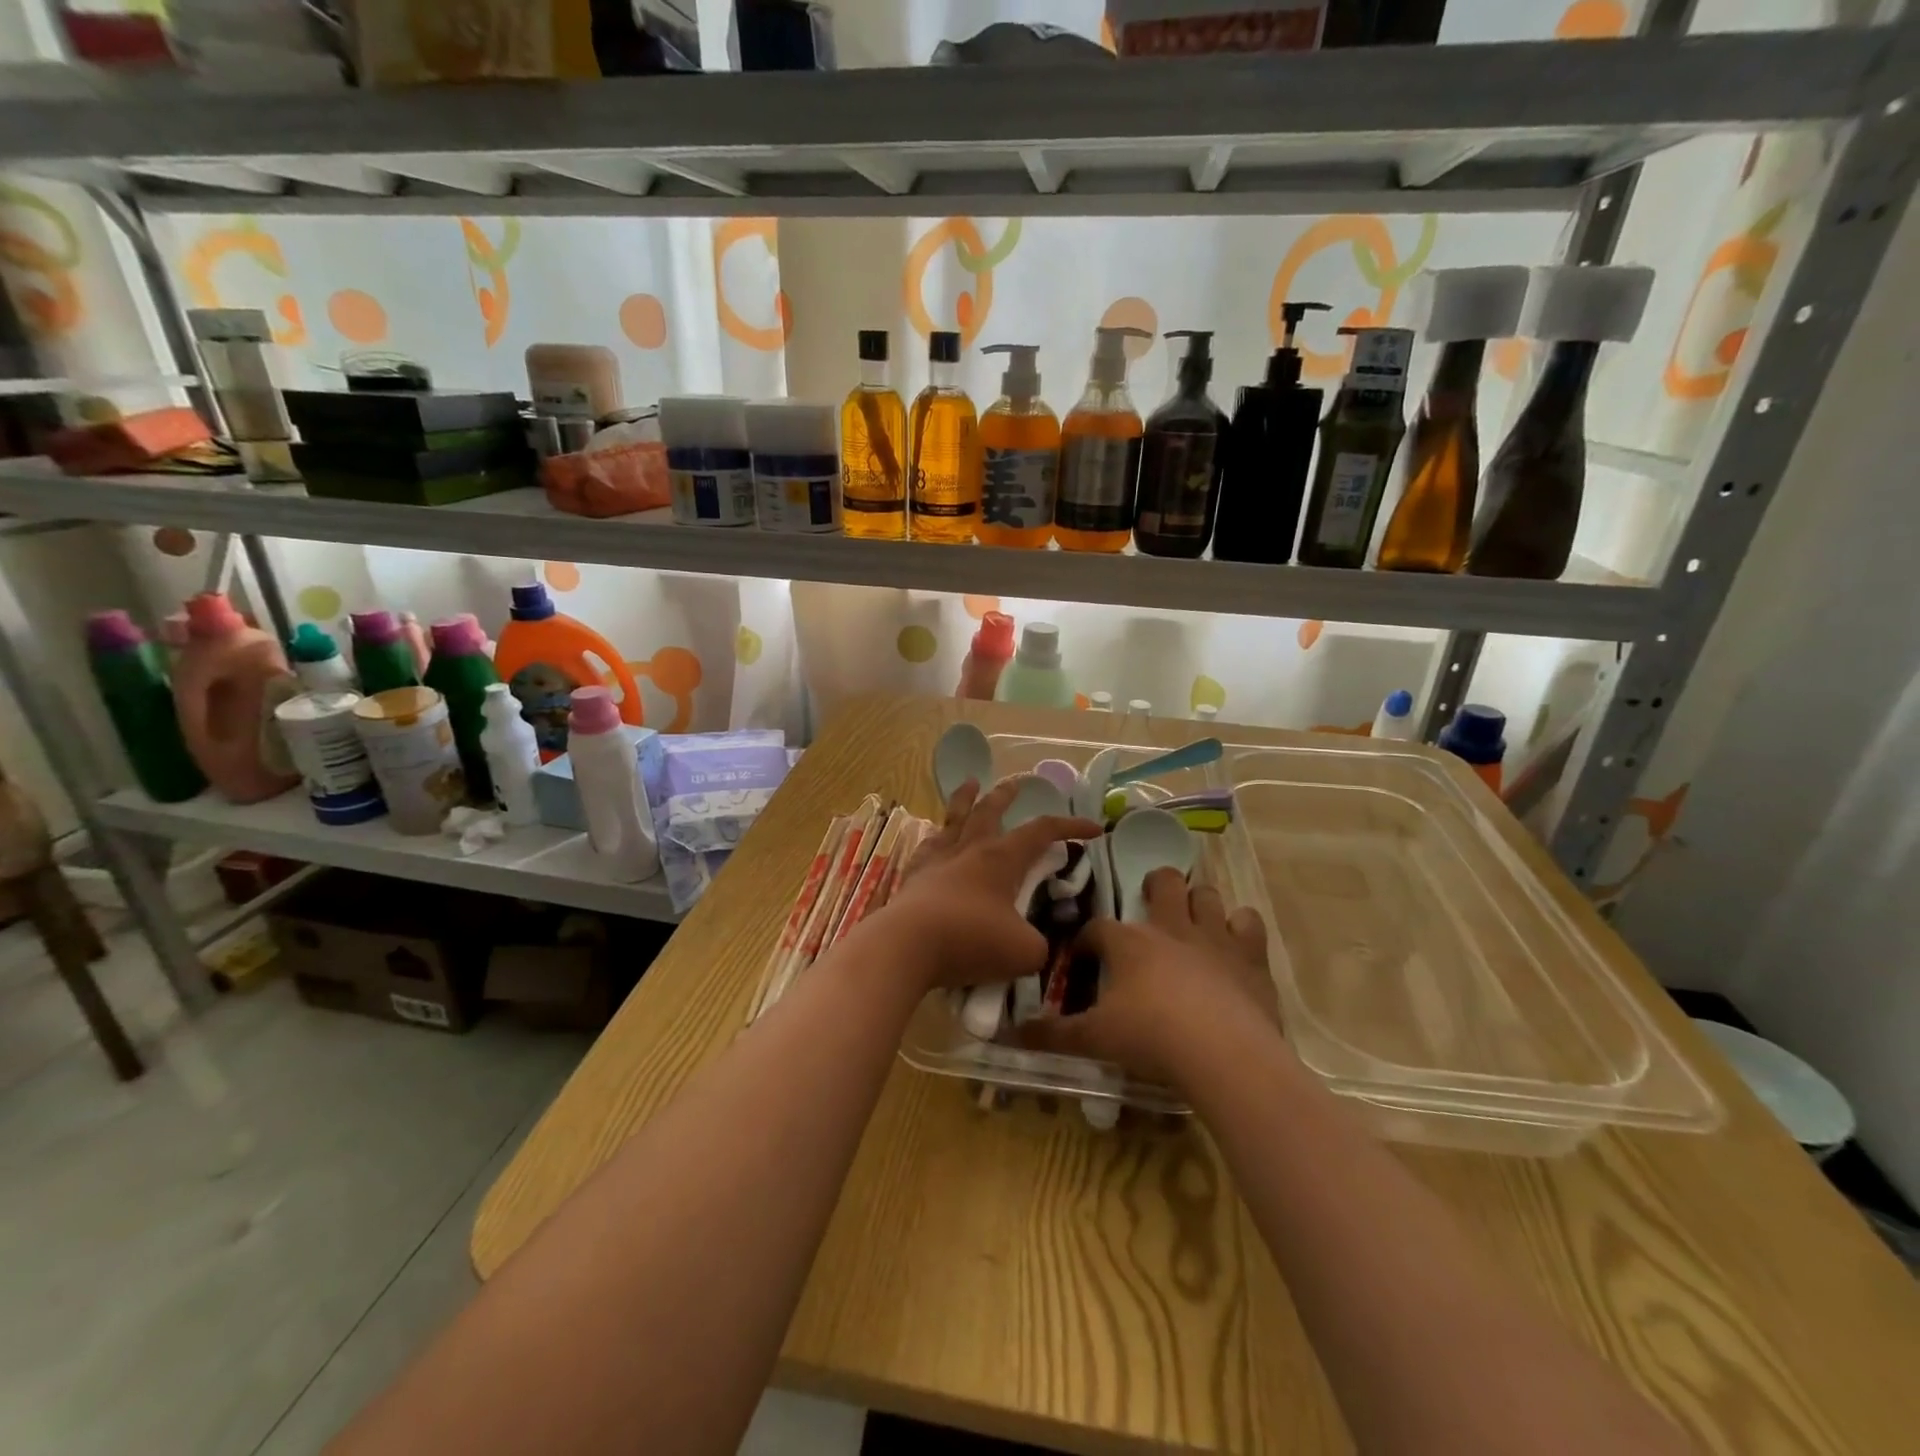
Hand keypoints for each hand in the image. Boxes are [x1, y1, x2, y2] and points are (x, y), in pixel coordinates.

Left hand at [882, 777, 1100, 991]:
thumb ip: (1039, 944)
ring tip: (970, 783)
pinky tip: (934, 838)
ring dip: (965, 799)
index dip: (1070, 826)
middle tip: (1017, 782)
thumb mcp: (1025, 952)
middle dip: (1007, 795)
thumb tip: (1036, 944)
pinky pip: (927, 847)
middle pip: (991, 810)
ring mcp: (938, 860)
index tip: (1094, 828)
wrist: (907, 945)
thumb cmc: (971, 940)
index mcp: (1002, 858)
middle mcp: (970, 849)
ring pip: (955, 819)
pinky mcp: (913, 877)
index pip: (1042, 831)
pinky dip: (936, 838)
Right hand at [1024, 868, 1280, 1085]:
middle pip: (1162, 882)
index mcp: (1128, 942)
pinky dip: (1240, 927)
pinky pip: (1248, 921)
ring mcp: (1214, 936)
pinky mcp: (1251, 955)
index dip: (1088, 941)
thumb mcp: (1095, 1039)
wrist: (1224, 1053)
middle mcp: (1170, 927)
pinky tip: (1235, 944)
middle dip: (1155, 886)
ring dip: (1197, 902)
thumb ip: (1054, 1035)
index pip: (1098, 929)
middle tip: (1150, 905)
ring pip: (1206, 894)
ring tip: (1192, 921)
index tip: (1084, 959)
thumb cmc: (1152, 1038)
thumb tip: (1012, 1035)